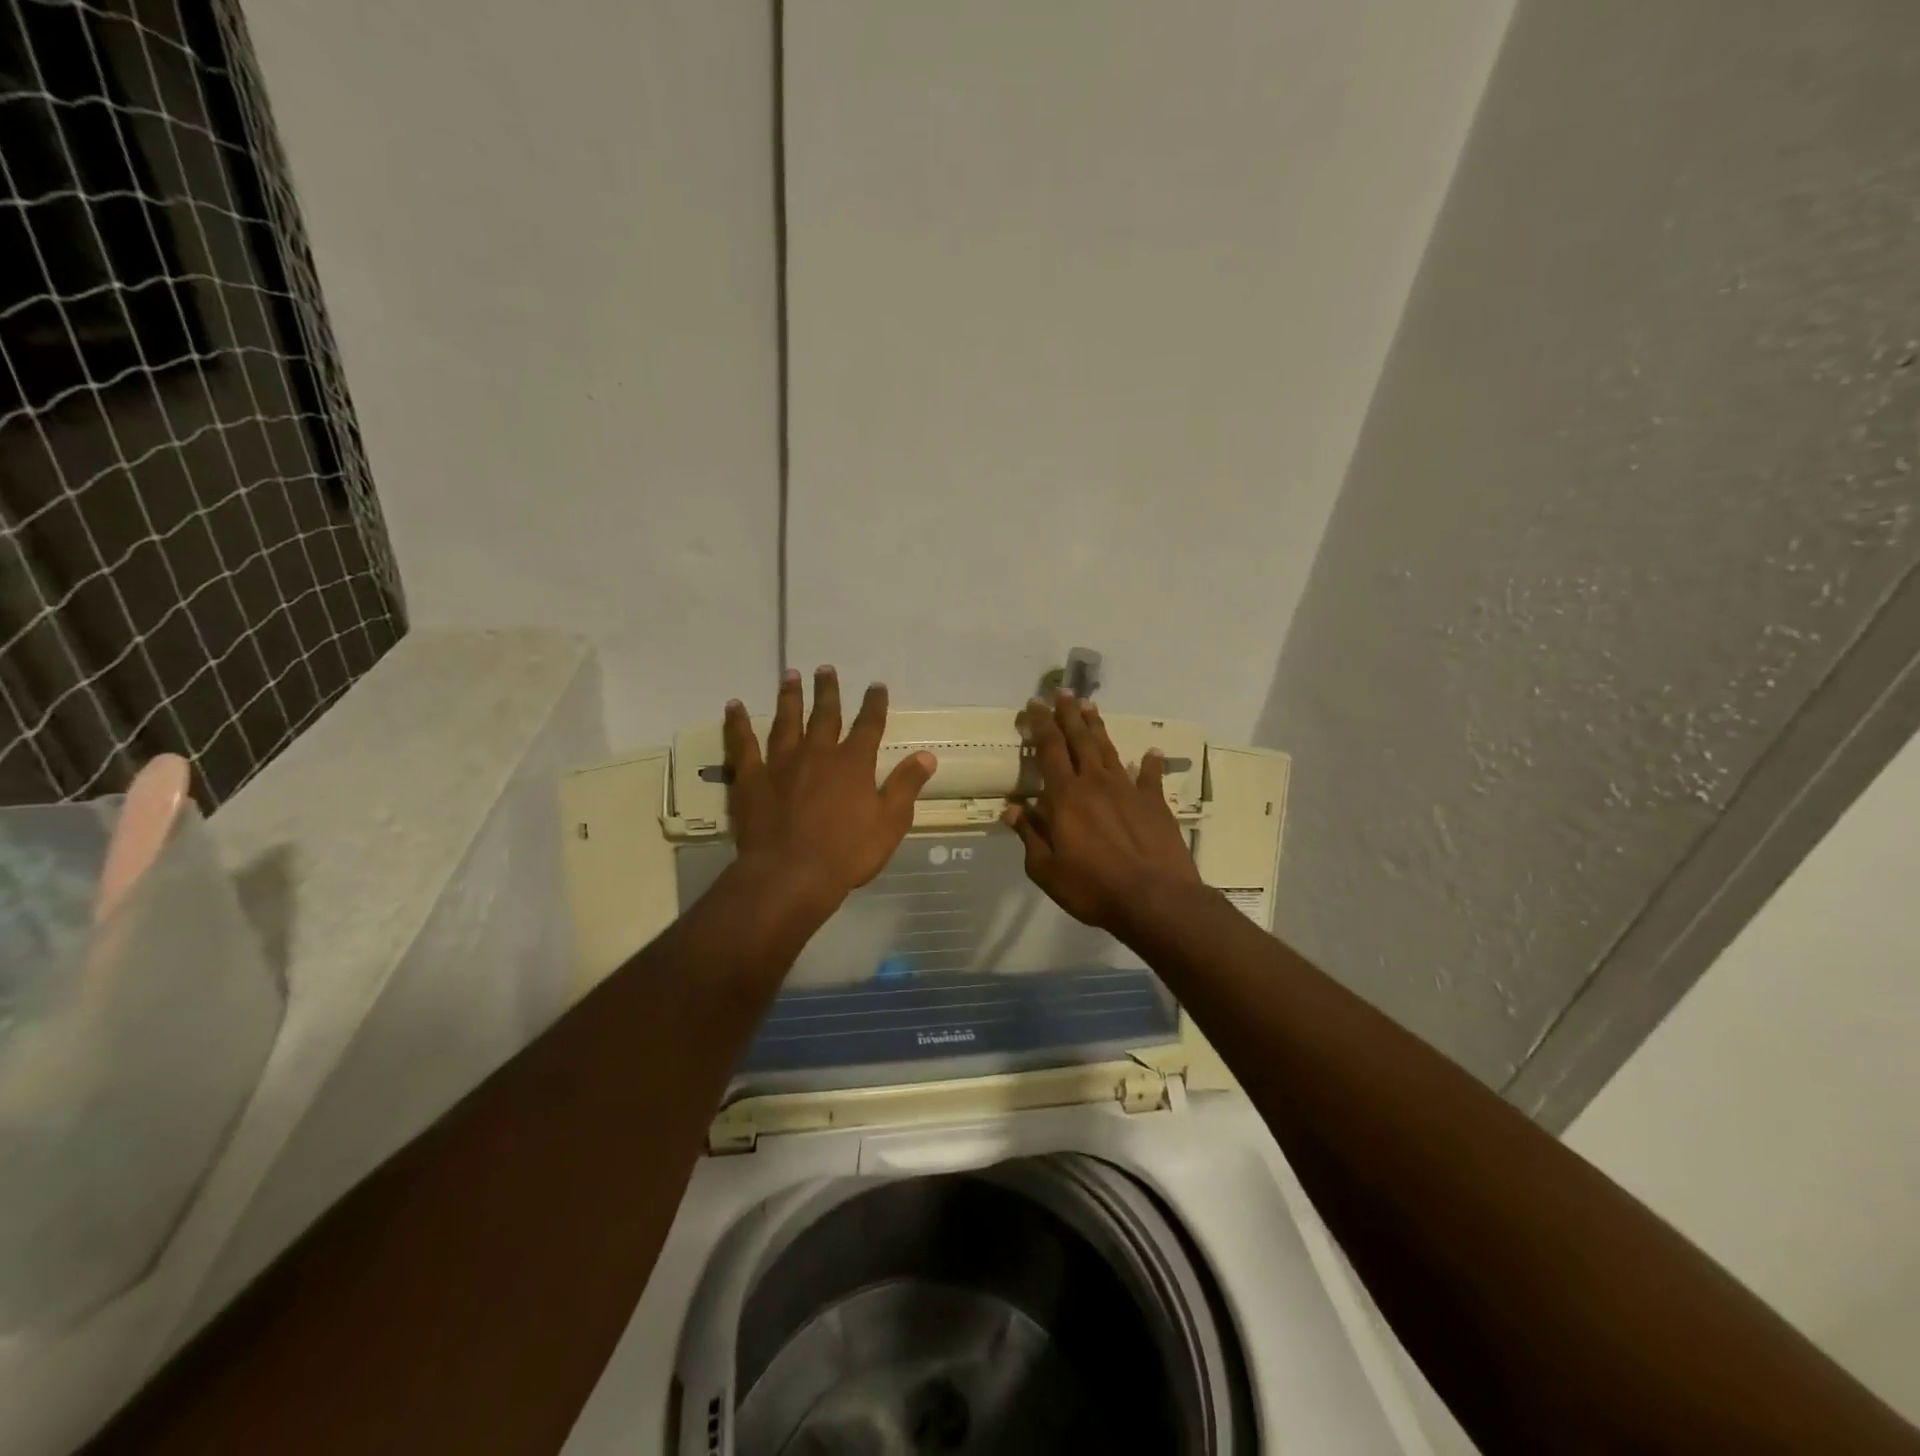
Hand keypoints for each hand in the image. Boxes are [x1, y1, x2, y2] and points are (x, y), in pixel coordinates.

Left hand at [725, 667, 936, 924]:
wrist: (791, 875)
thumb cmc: (847, 853)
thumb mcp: (890, 822)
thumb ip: (905, 785)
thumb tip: (926, 755)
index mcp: (853, 763)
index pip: (868, 725)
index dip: (874, 704)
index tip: (876, 686)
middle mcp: (818, 753)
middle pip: (825, 714)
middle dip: (827, 691)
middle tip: (825, 668)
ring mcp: (781, 763)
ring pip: (786, 721)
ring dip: (789, 697)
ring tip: (790, 675)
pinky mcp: (751, 778)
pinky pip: (743, 744)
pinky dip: (738, 723)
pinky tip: (734, 706)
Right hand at [1003, 694, 1201, 931]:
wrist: (1156, 899)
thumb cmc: (1093, 888)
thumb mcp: (1047, 870)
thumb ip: (1030, 836)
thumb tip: (1012, 809)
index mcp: (1066, 796)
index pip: (1049, 749)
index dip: (1040, 725)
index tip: (1033, 705)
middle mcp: (1096, 783)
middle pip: (1080, 740)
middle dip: (1068, 715)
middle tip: (1063, 693)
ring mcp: (1129, 790)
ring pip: (1109, 750)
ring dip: (1098, 728)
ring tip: (1090, 707)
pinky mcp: (1155, 803)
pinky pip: (1150, 777)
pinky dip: (1150, 763)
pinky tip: (1151, 752)